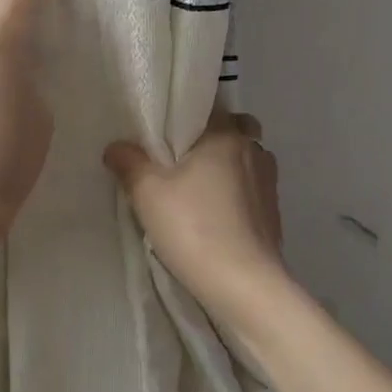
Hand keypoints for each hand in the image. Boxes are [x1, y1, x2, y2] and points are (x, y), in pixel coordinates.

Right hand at [104, 109, 287, 323]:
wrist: (244, 284)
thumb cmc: (194, 227)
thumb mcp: (147, 193)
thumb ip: (129, 162)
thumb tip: (116, 147)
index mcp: (226, 135)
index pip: (210, 107)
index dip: (188, 115)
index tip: (167, 133)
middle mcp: (253, 150)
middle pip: (235, 130)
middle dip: (214, 139)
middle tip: (184, 161)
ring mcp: (269, 182)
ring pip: (246, 160)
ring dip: (228, 168)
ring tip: (199, 190)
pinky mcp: (274, 213)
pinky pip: (252, 189)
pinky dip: (236, 195)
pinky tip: (216, 216)